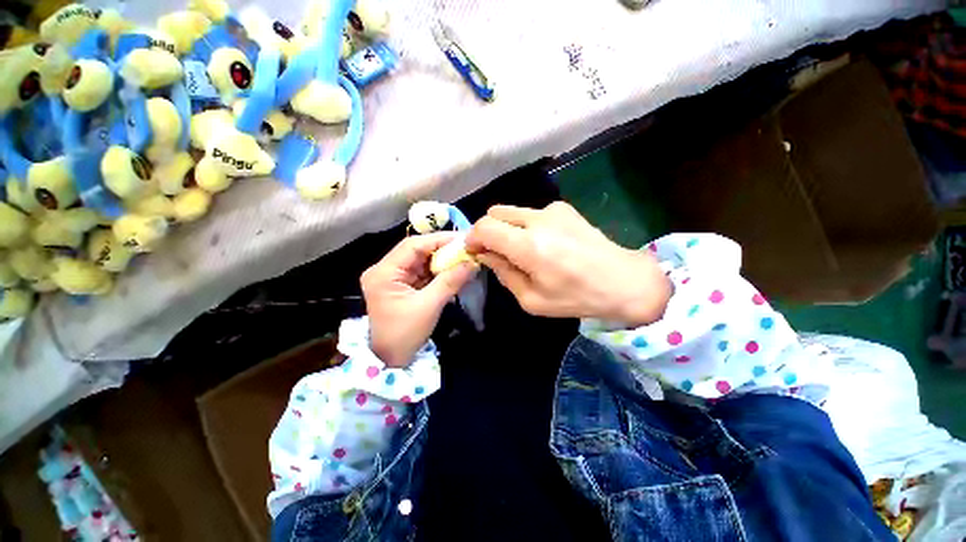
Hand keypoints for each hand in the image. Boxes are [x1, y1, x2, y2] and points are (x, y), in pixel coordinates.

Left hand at [362, 233, 476, 366]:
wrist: (390, 360)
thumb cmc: (405, 334)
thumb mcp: (429, 306)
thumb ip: (451, 281)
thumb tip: (472, 263)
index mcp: (383, 272)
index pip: (413, 245)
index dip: (439, 239)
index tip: (463, 239)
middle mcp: (385, 269)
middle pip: (417, 250)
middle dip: (443, 249)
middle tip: (466, 248)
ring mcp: (393, 277)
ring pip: (421, 260)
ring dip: (442, 260)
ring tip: (464, 257)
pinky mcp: (402, 285)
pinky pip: (423, 272)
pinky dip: (439, 271)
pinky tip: (454, 269)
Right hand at [465, 202, 670, 325]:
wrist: (623, 281)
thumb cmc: (576, 297)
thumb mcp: (531, 300)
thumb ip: (504, 273)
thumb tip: (486, 255)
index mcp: (528, 246)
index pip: (484, 227)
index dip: (472, 238)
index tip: (474, 251)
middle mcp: (538, 219)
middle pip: (495, 212)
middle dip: (488, 231)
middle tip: (494, 251)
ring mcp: (553, 209)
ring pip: (513, 211)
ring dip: (508, 229)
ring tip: (523, 251)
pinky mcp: (564, 208)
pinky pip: (532, 213)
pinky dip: (527, 226)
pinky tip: (546, 244)